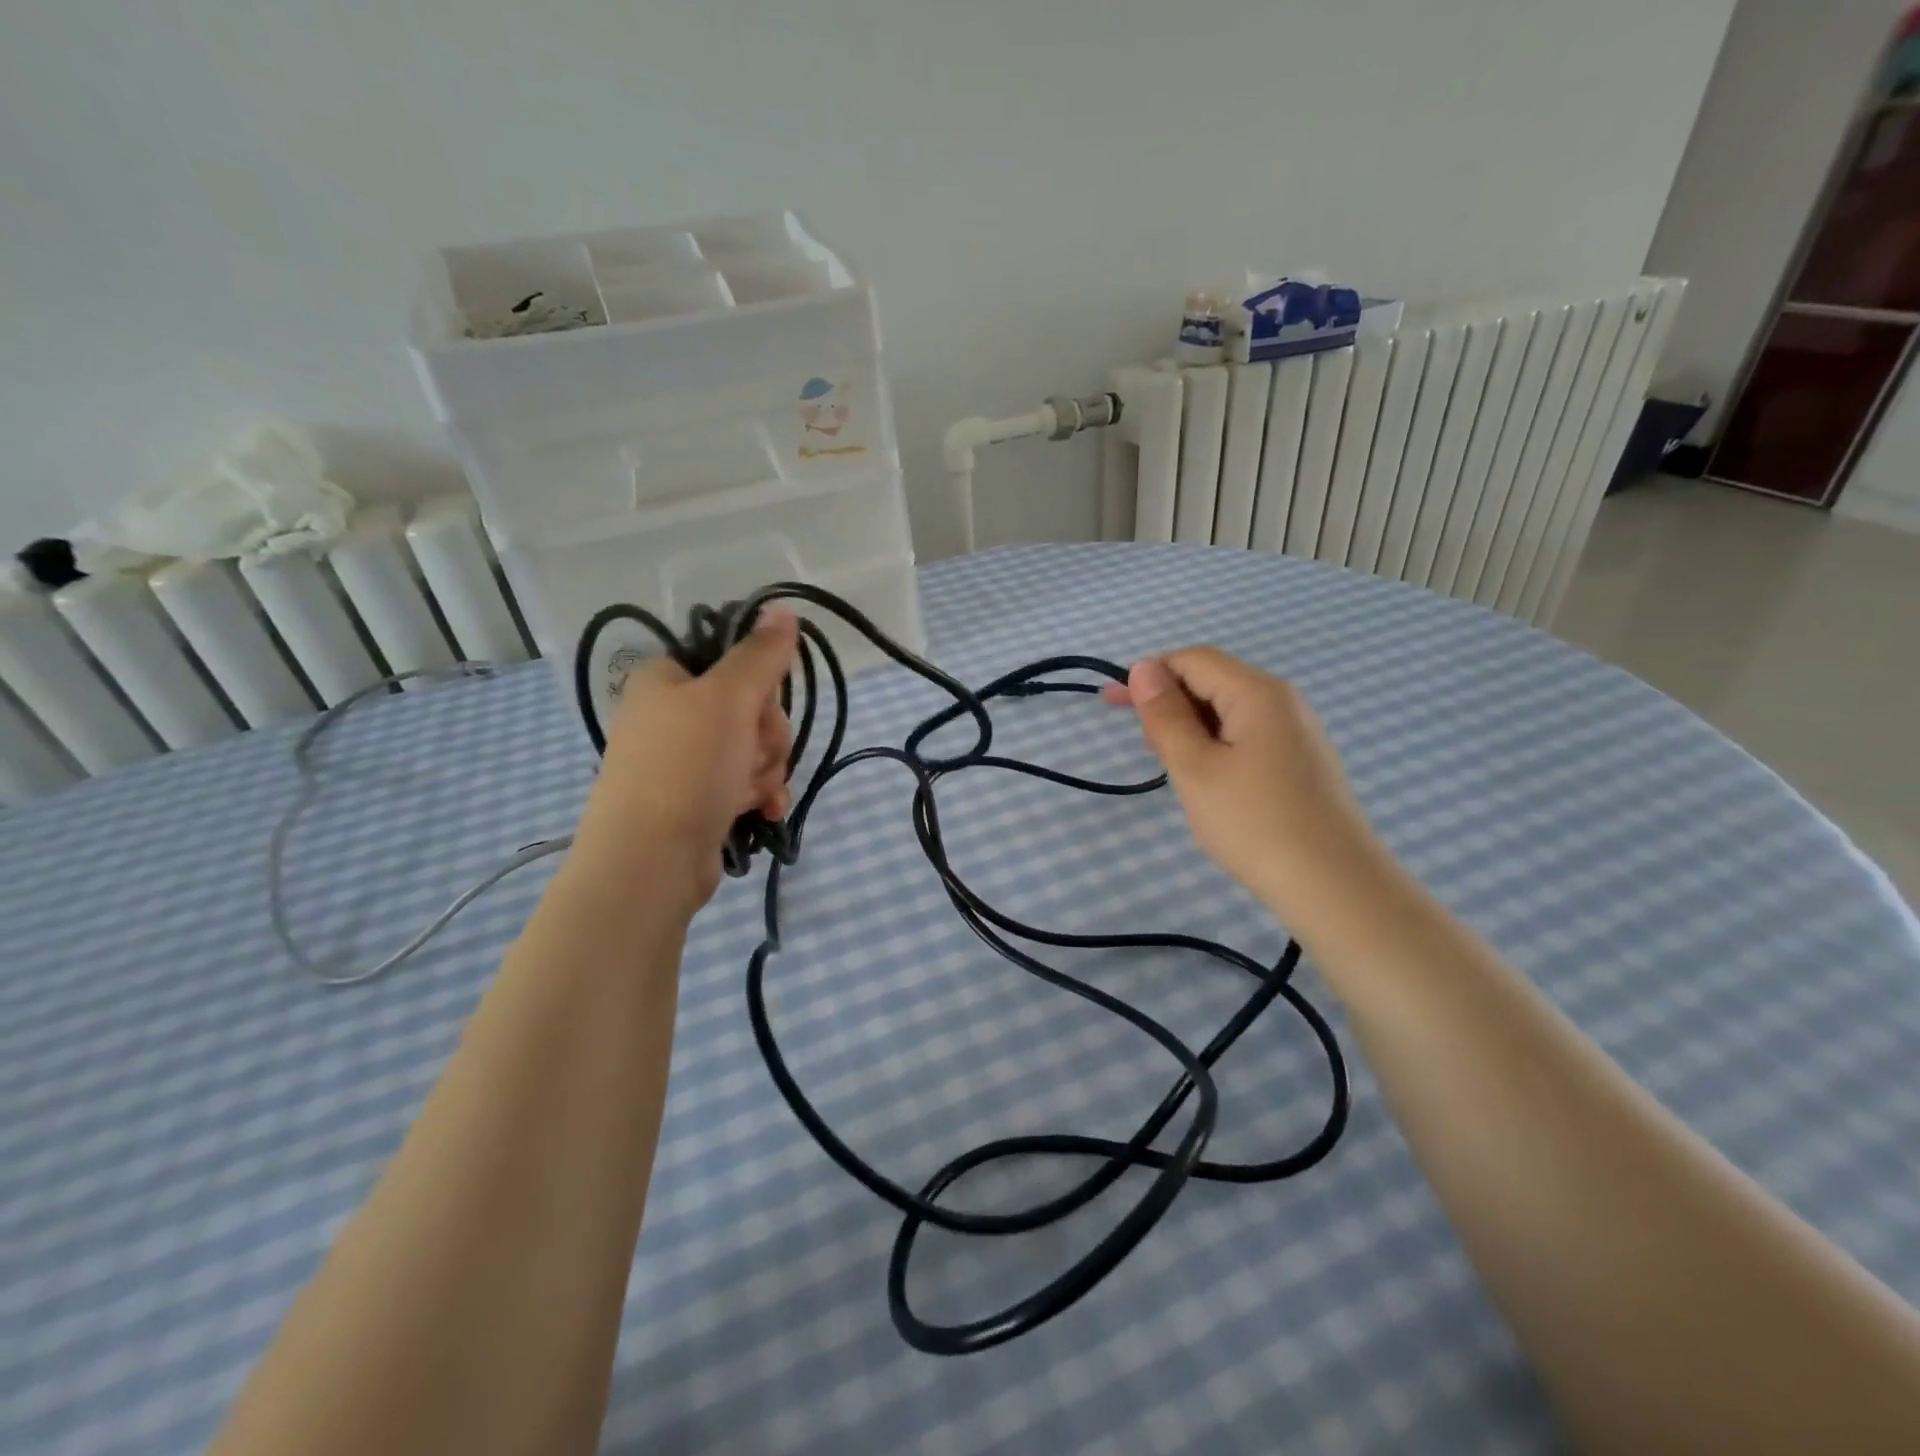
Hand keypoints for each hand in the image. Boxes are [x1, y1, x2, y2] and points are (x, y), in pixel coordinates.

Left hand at [573, 609, 799, 911]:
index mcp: (667, 678)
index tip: (763, 708)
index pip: (734, 662)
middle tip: (756, 756)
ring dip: (765, 769)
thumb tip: (782, 609)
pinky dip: (758, 794)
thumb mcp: (729, 698)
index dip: (762, 687)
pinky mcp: (695, 799)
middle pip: (750, 708)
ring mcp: (682, 760)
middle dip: (767, 736)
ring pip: (752, 748)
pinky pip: (743, 782)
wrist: (650, 860)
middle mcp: (670, 714)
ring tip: (752, 793)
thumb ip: (760, 654)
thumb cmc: (686, 767)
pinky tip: (764, 810)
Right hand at [1103, 648, 1392, 932]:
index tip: (1114, 705)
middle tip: (1139, 742)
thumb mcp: (1194, 767)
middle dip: (1169, 701)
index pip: (1193, 659)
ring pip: (1229, 711)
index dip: (1149, 673)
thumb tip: (1143, 669)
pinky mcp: (1302, 762)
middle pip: (1214, 681)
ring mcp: (1298, 732)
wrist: (1335, 887)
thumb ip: (1165, 715)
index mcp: (1258, 692)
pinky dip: (1215, 745)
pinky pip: (1248, 735)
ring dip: (1190, 726)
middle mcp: (1283, 701)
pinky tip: (1204, 777)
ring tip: (1166, 762)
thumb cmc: (1254, 823)